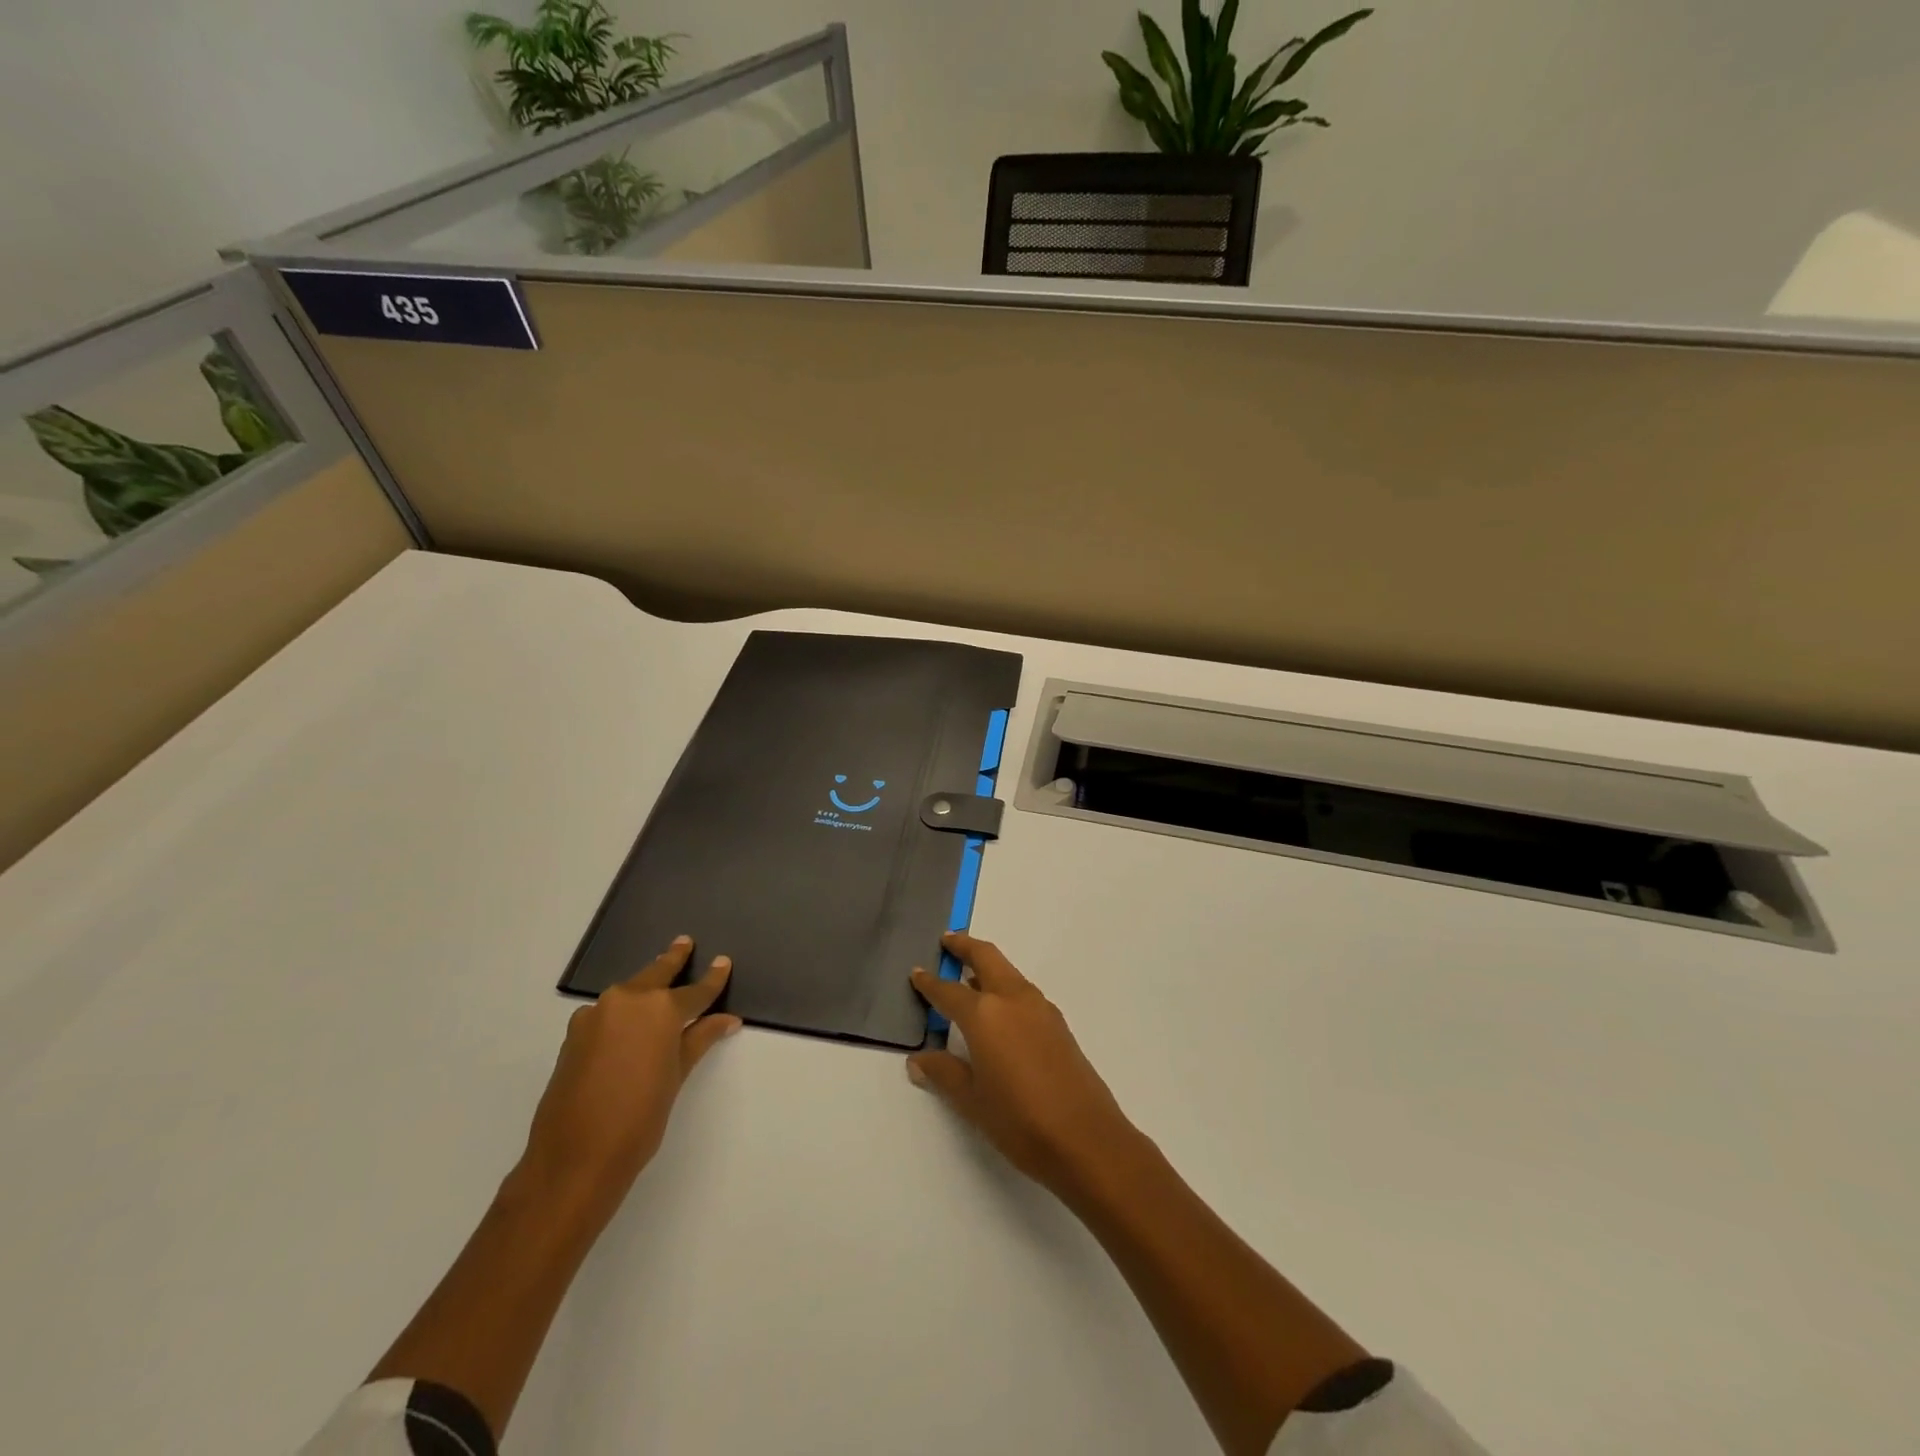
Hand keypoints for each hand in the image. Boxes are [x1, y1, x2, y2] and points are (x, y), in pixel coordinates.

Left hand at [517, 936, 739, 1227]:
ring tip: (658, 984)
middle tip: (684, 943)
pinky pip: (606, 1013)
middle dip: (672, 959)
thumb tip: (727, 1019)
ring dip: (645, 987)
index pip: (695, 990)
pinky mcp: (574, 1034)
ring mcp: (595, 1015)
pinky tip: (627, 1027)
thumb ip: (699, 1039)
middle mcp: (626, 1001)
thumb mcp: (677, 1076)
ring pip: (628, 992)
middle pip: (656, 974)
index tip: (723, 962)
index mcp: (659, 1008)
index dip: (712, 978)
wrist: (573, 1159)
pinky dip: (621, 1013)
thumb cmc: (639, 1118)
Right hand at [907, 933, 1136, 1196]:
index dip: (930, 983)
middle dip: (965, 946)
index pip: (949, 992)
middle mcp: (1013, 1000)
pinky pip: (1023, 991)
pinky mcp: (1058, 1024)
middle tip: (947, 940)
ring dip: (987, 965)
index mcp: (986, 1015)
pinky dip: (1005, 986)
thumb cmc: (1020, 1121)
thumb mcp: (972, 1101)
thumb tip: (918, 1060)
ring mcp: (1040, 1009)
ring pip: (1008, 972)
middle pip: (986, 958)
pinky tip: (998, 1010)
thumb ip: (944, 1073)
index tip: (916, 973)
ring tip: (969, 975)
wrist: (1087, 1140)